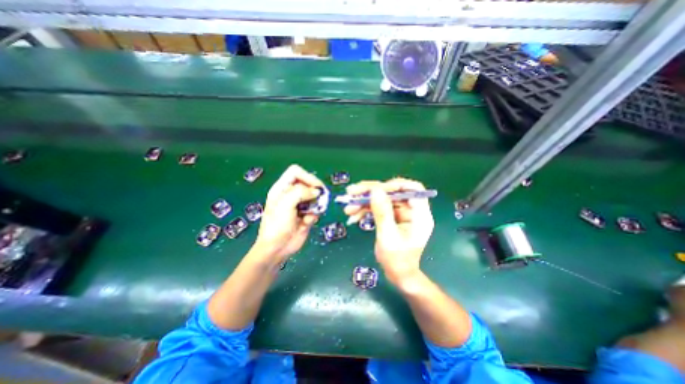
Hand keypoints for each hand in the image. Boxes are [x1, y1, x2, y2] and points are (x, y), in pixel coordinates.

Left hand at [252, 164, 324, 262]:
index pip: (296, 172)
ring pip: (315, 196)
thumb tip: (317, 191)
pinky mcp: (307, 215)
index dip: (307, 176)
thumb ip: (300, 192)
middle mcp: (292, 194)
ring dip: (317, 204)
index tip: (316, 187)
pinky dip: (315, 214)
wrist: (277, 248)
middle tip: (319, 198)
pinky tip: (307, 222)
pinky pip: (316, 209)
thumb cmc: (276, 225)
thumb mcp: (285, 205)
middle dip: (315, 191)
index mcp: (282, 188)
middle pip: (308, 183)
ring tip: (312, 212)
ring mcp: (300, 205)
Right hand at [343, 177, 432, 283]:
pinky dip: (365, 210)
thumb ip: (382, 213)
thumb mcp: (388, 237)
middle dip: (371, 192)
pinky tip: (353, 216)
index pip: (412, 189)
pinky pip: (378, 207)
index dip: (395, 184)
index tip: (375, 188)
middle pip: (392, 192)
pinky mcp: (391, 216)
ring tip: (348, 209)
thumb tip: (375, 190)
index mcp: (419, 214)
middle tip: (351, 192)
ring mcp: (400, 213)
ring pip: (382, 199)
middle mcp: (411, 210)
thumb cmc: (397, 260)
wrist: (398, 275)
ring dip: (364, 202)